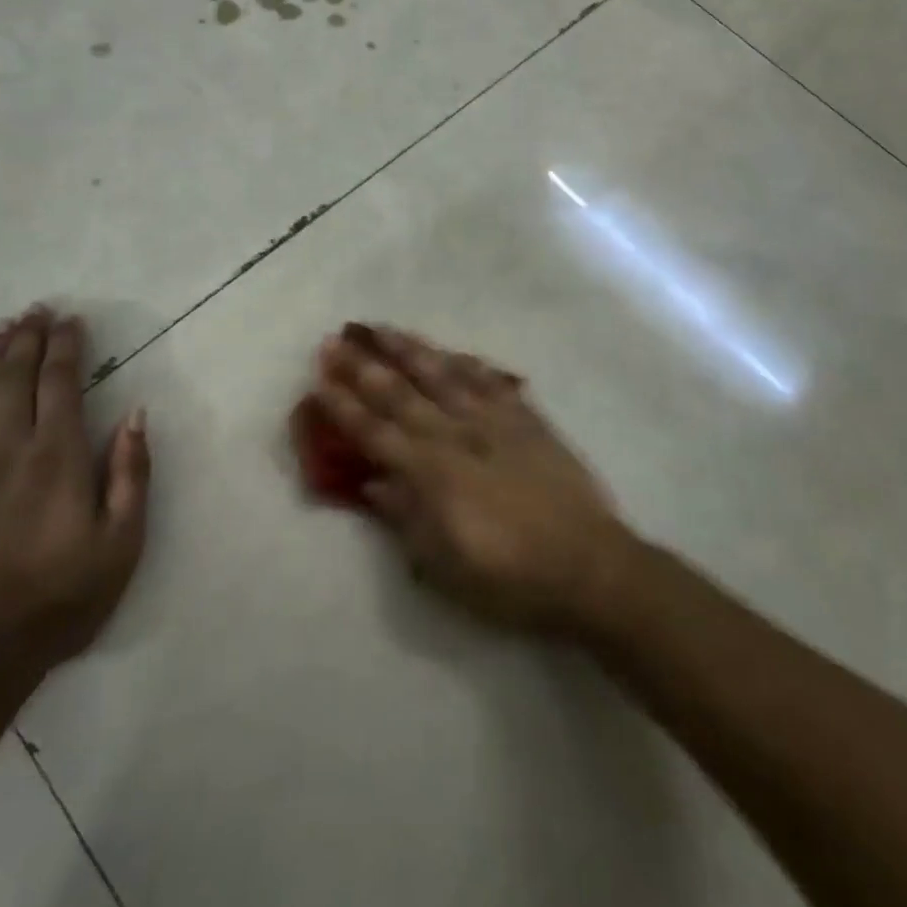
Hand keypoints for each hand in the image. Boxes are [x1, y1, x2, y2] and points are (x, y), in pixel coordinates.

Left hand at [0, 306, 149, 677]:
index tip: (71, 319)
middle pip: (15, 380)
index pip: (60, 383)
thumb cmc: (63, 596)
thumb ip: (130, 472)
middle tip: (35, 310)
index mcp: (57, 456)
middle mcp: (8, 451)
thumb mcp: (122, 540)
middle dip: (27, 339)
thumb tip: (136, 414)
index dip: (66, 346)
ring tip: (0, 329)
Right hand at [307, 324, 632, 634]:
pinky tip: (451, 352)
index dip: (344, 404)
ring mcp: (493, 421)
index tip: (319, 376)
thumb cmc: (508, 578)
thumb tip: (373, 482)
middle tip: (335, 340)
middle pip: (400, 393)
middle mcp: (456, 435)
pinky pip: (490, 381)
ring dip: (408, 350)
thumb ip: (405, 516)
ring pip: (442, 374)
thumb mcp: (444, 565)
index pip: (375, 431)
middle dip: (363, 366)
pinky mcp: (526, 418)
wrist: (587, 566)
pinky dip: (466, 363)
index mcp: (431, 473)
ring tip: (381, 329)